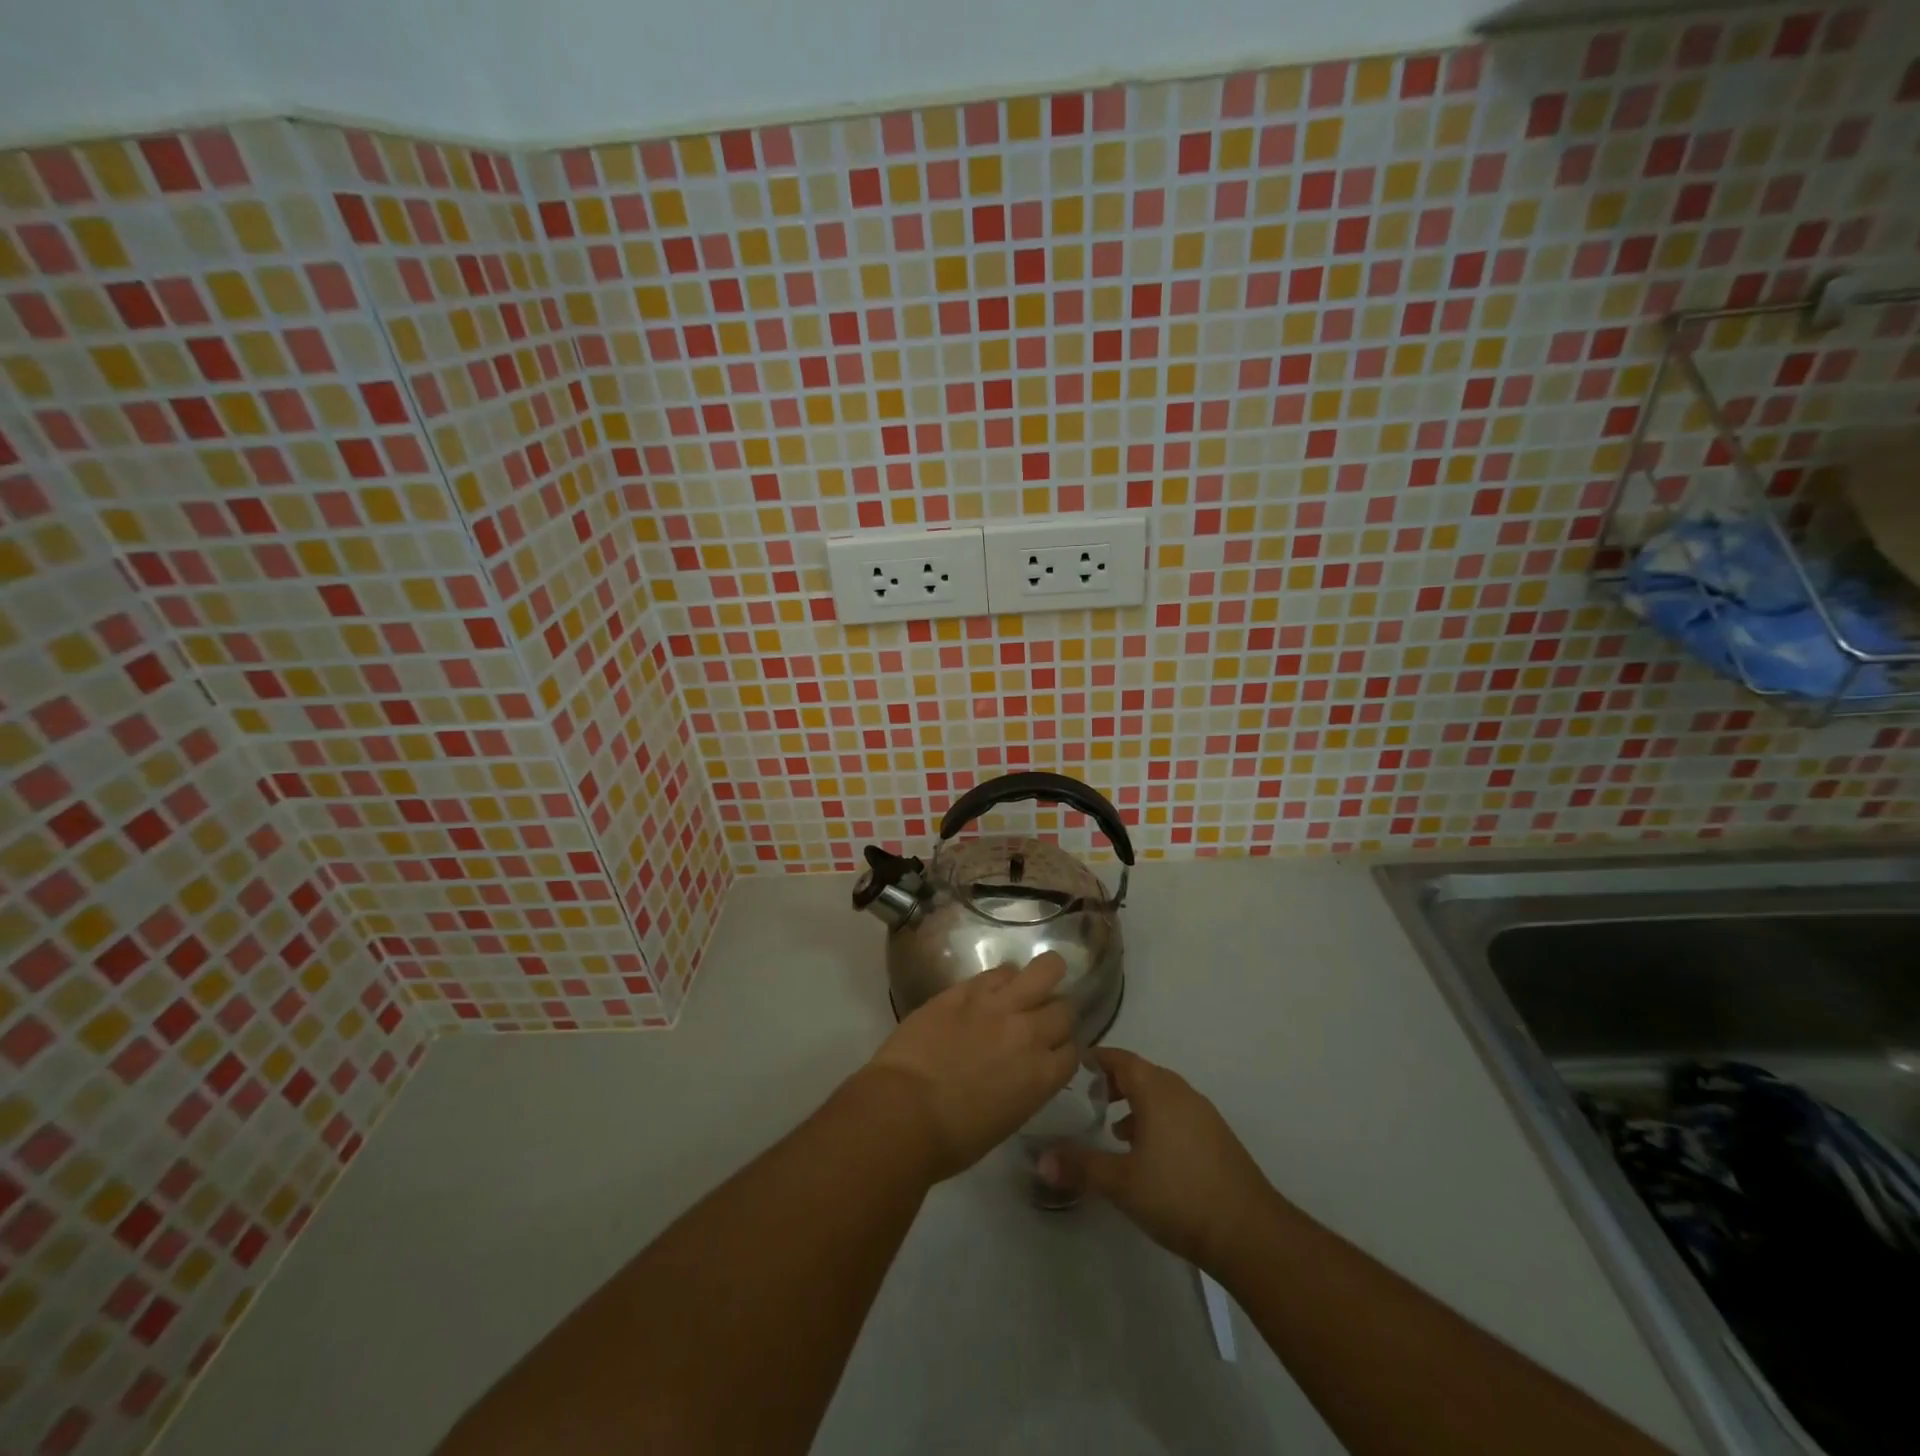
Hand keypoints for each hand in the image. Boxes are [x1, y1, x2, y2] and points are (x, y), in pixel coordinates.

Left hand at [860, 953, 1078, 1182]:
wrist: (903, 1111)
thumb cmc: (952, 1137)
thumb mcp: (1006, 1119)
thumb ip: (1025, 1087)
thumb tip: (1022, 1070)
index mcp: (1043, 1076)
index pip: (1074, 1050)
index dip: (1062, 1049)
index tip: (1051, 1051)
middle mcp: (1029, 1033)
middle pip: (1064, 1008)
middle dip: (1057, 1013)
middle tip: (1039, 1018)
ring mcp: (998, 1005)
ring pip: (1044, 969)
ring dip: (1043, 976)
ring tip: (1031, 982)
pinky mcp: (966, 989)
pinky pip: (999, 972)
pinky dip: (1003, 978)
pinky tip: (993, 988)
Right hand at [1042, 1048, 1276, 1271]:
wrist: (1249, 1233)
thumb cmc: (1178, 1196)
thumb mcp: (1121, 1183)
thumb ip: (1080, 1167)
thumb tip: (1040, 1159)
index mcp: (1156, 1091)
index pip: (1121, 1059)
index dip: (1096, 1059)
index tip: (1073, 1066)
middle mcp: (1180, 1092)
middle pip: (1141, 1073)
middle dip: (1114, 1081)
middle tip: (1088, 1098)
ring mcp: (1202, 1113)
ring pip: (1160, 1094)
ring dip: (1136, 1103)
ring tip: (1114, 1128)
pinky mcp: (1216, 1137)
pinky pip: (1177, 1113)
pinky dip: (1156, 1120)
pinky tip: (1147, 1154)